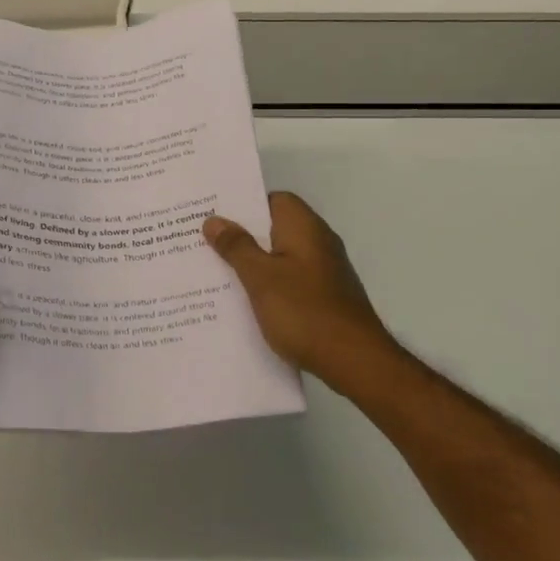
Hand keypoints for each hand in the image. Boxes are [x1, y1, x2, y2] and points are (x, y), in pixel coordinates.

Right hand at [204, 192, 400, 394]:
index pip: (273, 199)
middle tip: (205, 244)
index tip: (214, 216)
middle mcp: (318, 242)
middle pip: (274, 228)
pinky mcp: (326, 296)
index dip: (244, 205)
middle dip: (242, 236)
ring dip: (254, 263)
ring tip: (217, 272)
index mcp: (304, 227)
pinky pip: (290, 279)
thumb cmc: (304, 311)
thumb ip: (237, 246)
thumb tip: (215, 220)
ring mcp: (324, 270)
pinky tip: (247, 302)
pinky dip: (270, 285)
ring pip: (281, 256)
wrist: (354, 361)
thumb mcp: (260, 277)